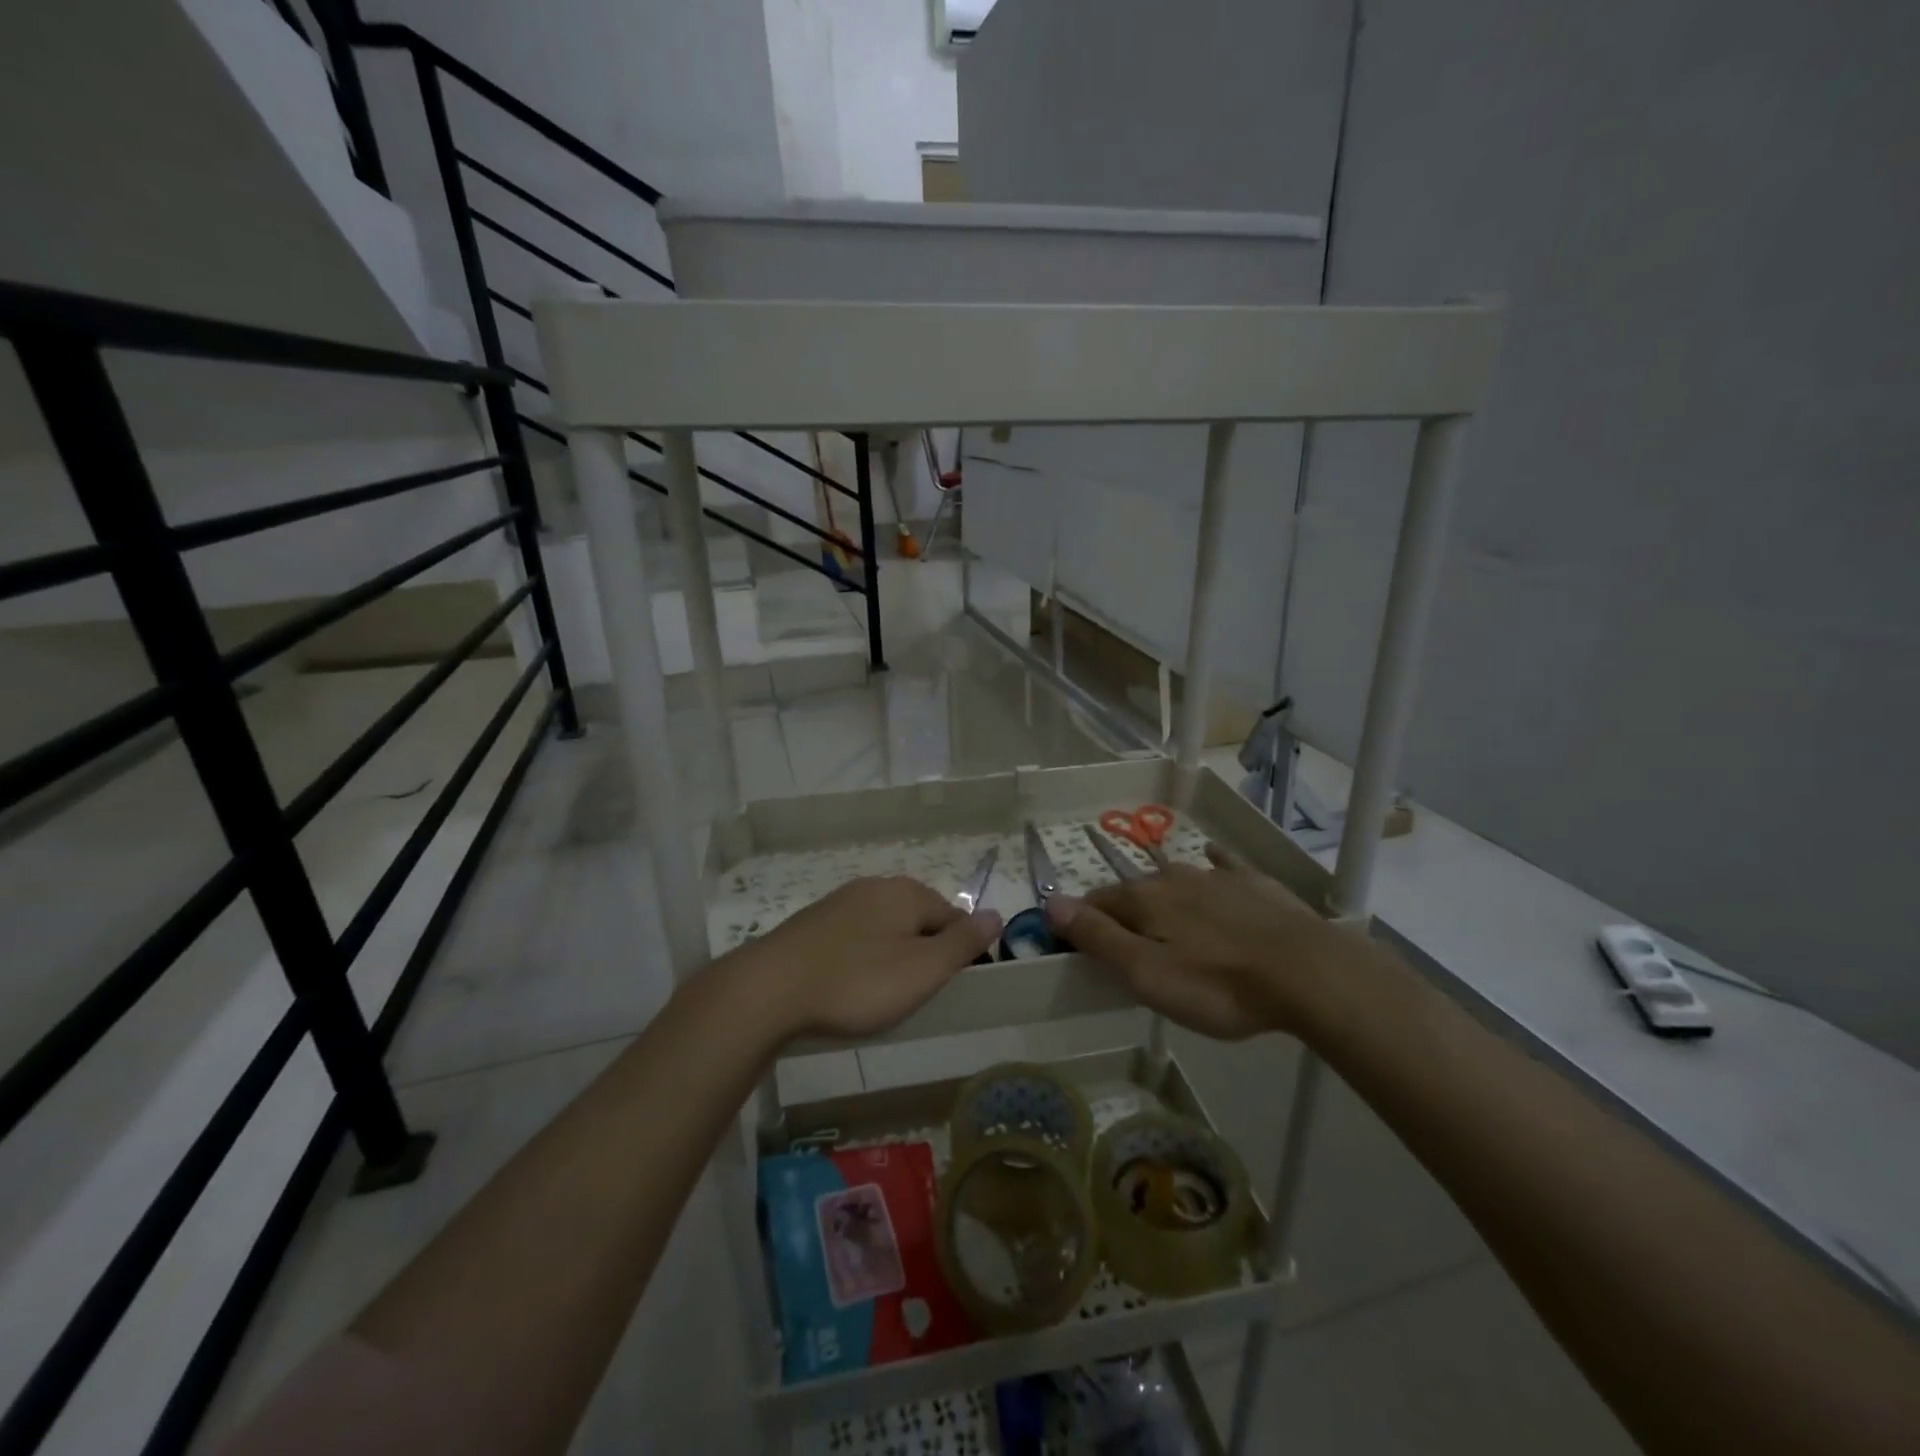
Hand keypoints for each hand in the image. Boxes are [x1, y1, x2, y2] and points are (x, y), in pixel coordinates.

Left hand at [728, 876, 1001, 1042]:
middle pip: (919, 920)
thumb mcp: (922, 970)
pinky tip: (849, 986)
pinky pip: (855, 938)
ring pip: (885, 929)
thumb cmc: (857, 982)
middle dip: (924, 954)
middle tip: (914, 997)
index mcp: (907, 892)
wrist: (769, 989)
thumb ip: (963, 942)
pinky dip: (861, 960)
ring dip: (892, 958)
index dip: (959, 954)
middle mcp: (876, 886)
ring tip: (881, 997)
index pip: (954, 917)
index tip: (948, 989)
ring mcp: (841, 902)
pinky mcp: (814, 923)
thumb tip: (996, 914)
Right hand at [1044, 846, 1351, 1039]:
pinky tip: (1214, 860)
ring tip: (1165, 918)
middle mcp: (1174, 878)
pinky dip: (1212, 864)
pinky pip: (1224, 865)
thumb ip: (1098, 938)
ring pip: (1176, 878)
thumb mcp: (1147, 974)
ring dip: (1162, 894)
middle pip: (1135, 891)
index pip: (1096, 903)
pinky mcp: (1254, 883)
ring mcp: (1217, 876)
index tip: (1075, 943)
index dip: (1080, 921)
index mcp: (1144, 900)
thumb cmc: (1219, 984)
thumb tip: (1051, 903)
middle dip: (1122, 911)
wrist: (1308, 972)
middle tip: (1127, 943)